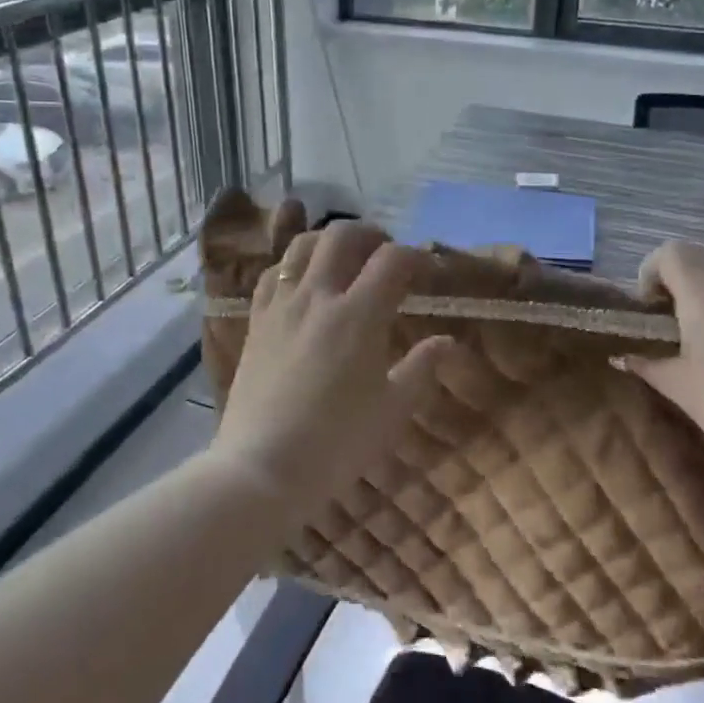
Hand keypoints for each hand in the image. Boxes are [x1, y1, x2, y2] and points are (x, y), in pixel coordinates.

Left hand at [211, 219, 453, 518]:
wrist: (263, 468)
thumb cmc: (337, 442)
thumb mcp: (393, 410)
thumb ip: (422, 369)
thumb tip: (447, 342)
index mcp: (358, 315)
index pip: (392, 259)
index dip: (416, 256)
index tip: (429, 271)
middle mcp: (317, 296)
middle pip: (342, 235)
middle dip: (371, 234)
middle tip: (386, 254)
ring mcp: (281, 306)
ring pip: (301, 246)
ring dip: (328, 242)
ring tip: (343, 260)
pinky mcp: (256, 321)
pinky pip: (272, 274)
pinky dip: (293, 266)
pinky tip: (303, 285)